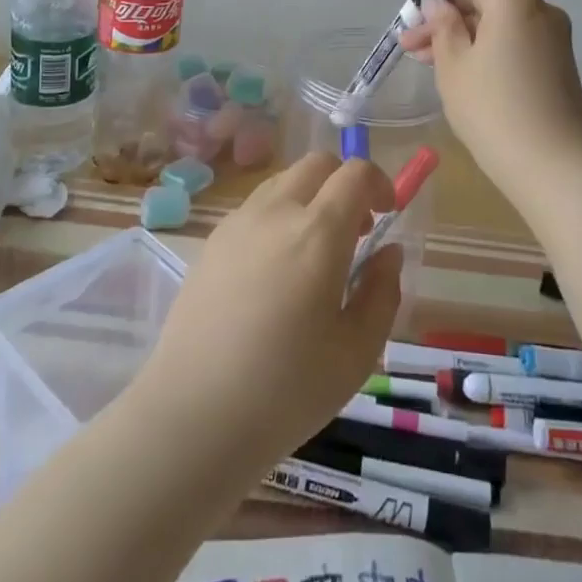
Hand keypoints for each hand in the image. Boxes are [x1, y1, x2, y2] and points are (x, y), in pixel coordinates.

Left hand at [135, 154, 401, 467]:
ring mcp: (238, 223)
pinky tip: (275, 271)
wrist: (193, 416)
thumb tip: (388, 252)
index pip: (355, 173)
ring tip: (314, 253)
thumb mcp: (357, 352)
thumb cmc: (286, 391)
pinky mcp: (211, 242)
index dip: (380, 182)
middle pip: (317, 164)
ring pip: (284, 181)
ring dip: (310, 198)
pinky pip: (256, 208)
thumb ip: (382, 292)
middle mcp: (276, 212)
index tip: (387, 215)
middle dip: (344, 184)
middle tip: (355, 232)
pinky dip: (278, 217)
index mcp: (317, 233)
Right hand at [400, 0, 581, 197]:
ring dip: (461, 31)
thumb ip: (442, 27)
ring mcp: (551, 41)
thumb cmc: (495, 111)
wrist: (556, 170)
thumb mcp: (455, 67)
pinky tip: (455, 72)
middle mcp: (540, 12)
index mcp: (516, 2)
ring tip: (423, 59)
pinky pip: (513, 39)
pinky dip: (483, 45)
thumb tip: (437, 3)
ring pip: (498, 19)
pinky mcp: (554, 66)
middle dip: (448, 9)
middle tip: (411, 40)